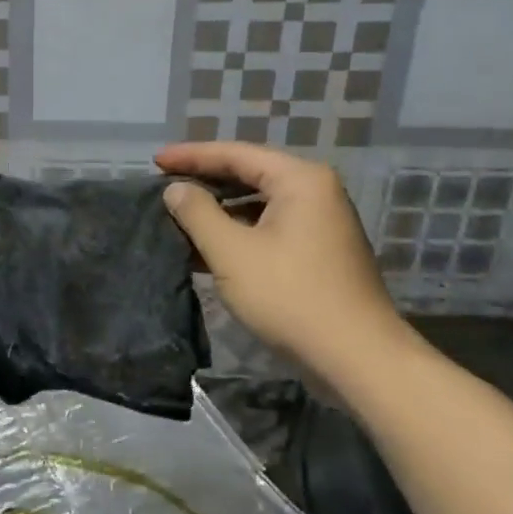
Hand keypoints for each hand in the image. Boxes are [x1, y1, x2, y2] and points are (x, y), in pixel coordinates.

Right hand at [156, 142, 405, 376]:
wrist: (358, 359)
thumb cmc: (291, 296)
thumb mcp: (232, 252)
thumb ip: (198, 213)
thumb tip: (176, 189)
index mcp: (299, 180)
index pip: (235, 154)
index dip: (191, 156)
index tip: (155, 160)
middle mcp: (315, 192)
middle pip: (249, 174)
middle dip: (204, 180)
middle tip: (163, 183)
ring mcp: (320, 223)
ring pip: (258, 204)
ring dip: (218, 209)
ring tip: (177, 215)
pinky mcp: (317, 252)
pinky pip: (268, 227)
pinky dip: (237, 232)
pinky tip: (206, 247)